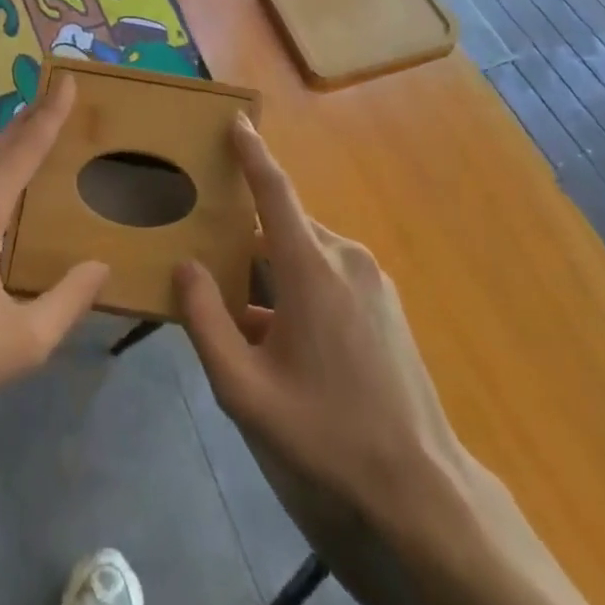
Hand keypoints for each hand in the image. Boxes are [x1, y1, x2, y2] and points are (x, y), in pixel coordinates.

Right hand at [174, 118, 462, 525]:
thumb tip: (185, 266)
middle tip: (208, 249)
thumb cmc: (325, 432)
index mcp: (311, 268)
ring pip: (306, 251)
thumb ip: (206, 322)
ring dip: (271, 267)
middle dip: (247, 231)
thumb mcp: (245, 389)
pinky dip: (298, 283)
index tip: (236, 120)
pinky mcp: (384, 301)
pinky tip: (280, 331)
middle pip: (284, 225)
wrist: (418, 484)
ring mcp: (371, 279)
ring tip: (239, 302)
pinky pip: (329, 272)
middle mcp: (345, 258)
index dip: (252, 152)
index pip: (274, 191)